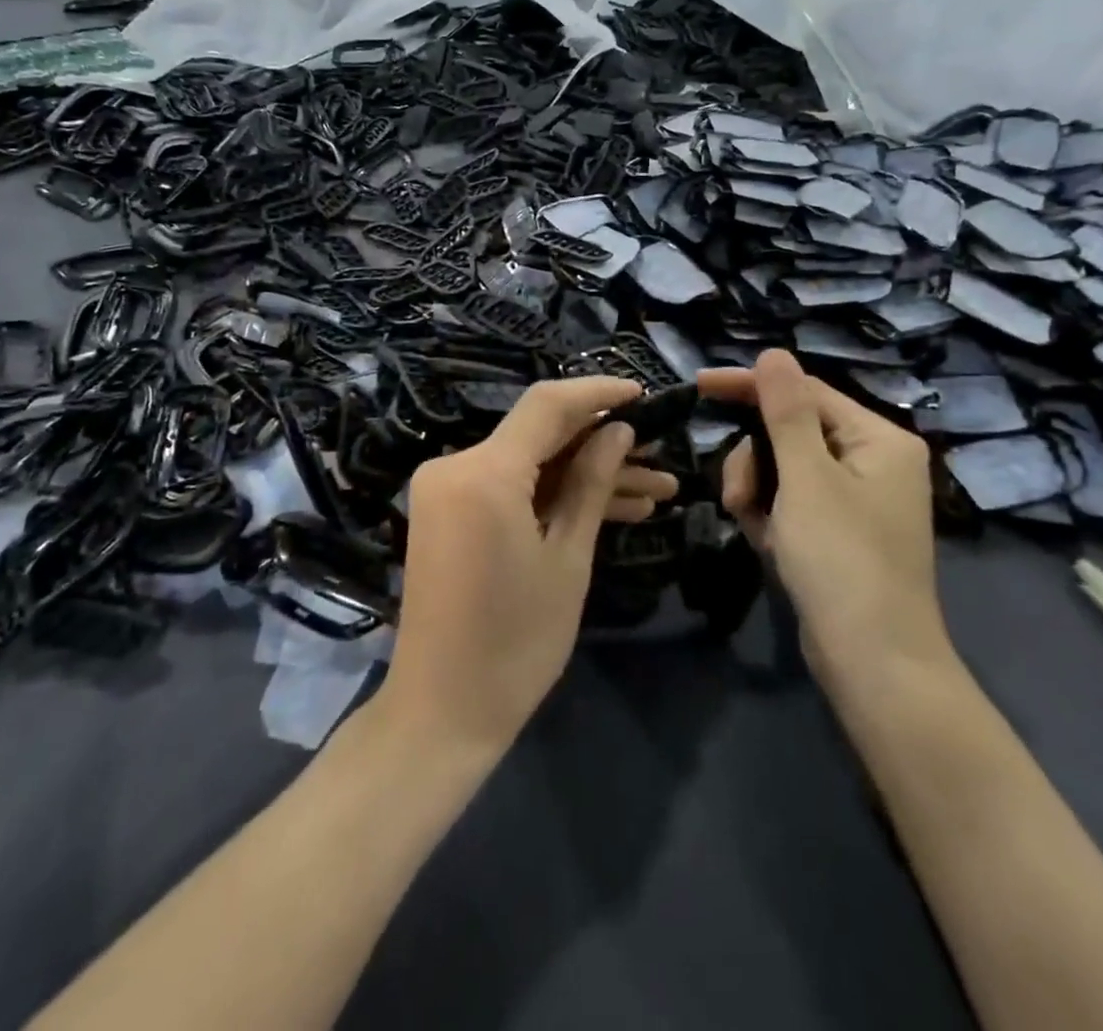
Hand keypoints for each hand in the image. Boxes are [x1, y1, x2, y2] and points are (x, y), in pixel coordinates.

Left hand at [379, 377, 677, 755]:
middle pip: (539, 434)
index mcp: (484, 472)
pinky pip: (509, 487)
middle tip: (660, 458)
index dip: (598, 393)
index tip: (644, 394)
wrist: (442, 708)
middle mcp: (456, 465)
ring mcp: (447, 488)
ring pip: (529, 464)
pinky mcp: (449, 511)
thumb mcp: (567, 559)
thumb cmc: (515, 642)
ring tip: (655, 492)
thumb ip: (592, 484)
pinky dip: (551, 495)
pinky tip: (611, 508)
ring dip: (585, 475)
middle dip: (602, 444)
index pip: (547, 405)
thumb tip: (618, 430)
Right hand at [700, 350, 950, 691]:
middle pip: (790, 432)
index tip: (698, 386)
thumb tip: (773, 353)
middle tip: (736, 495)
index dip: (750, 386)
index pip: (804, 392)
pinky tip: (768, 543)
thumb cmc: (842, 559)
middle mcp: (873, 461)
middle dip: (754, 459)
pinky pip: (791, 503)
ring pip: (783, 469)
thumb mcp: (807, 477)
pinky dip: (771, 516)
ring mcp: (855, 500)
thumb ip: (786, 412)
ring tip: (750, 525)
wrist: (873, 663)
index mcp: (879, 439)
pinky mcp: (837, 532)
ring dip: (756, 490)